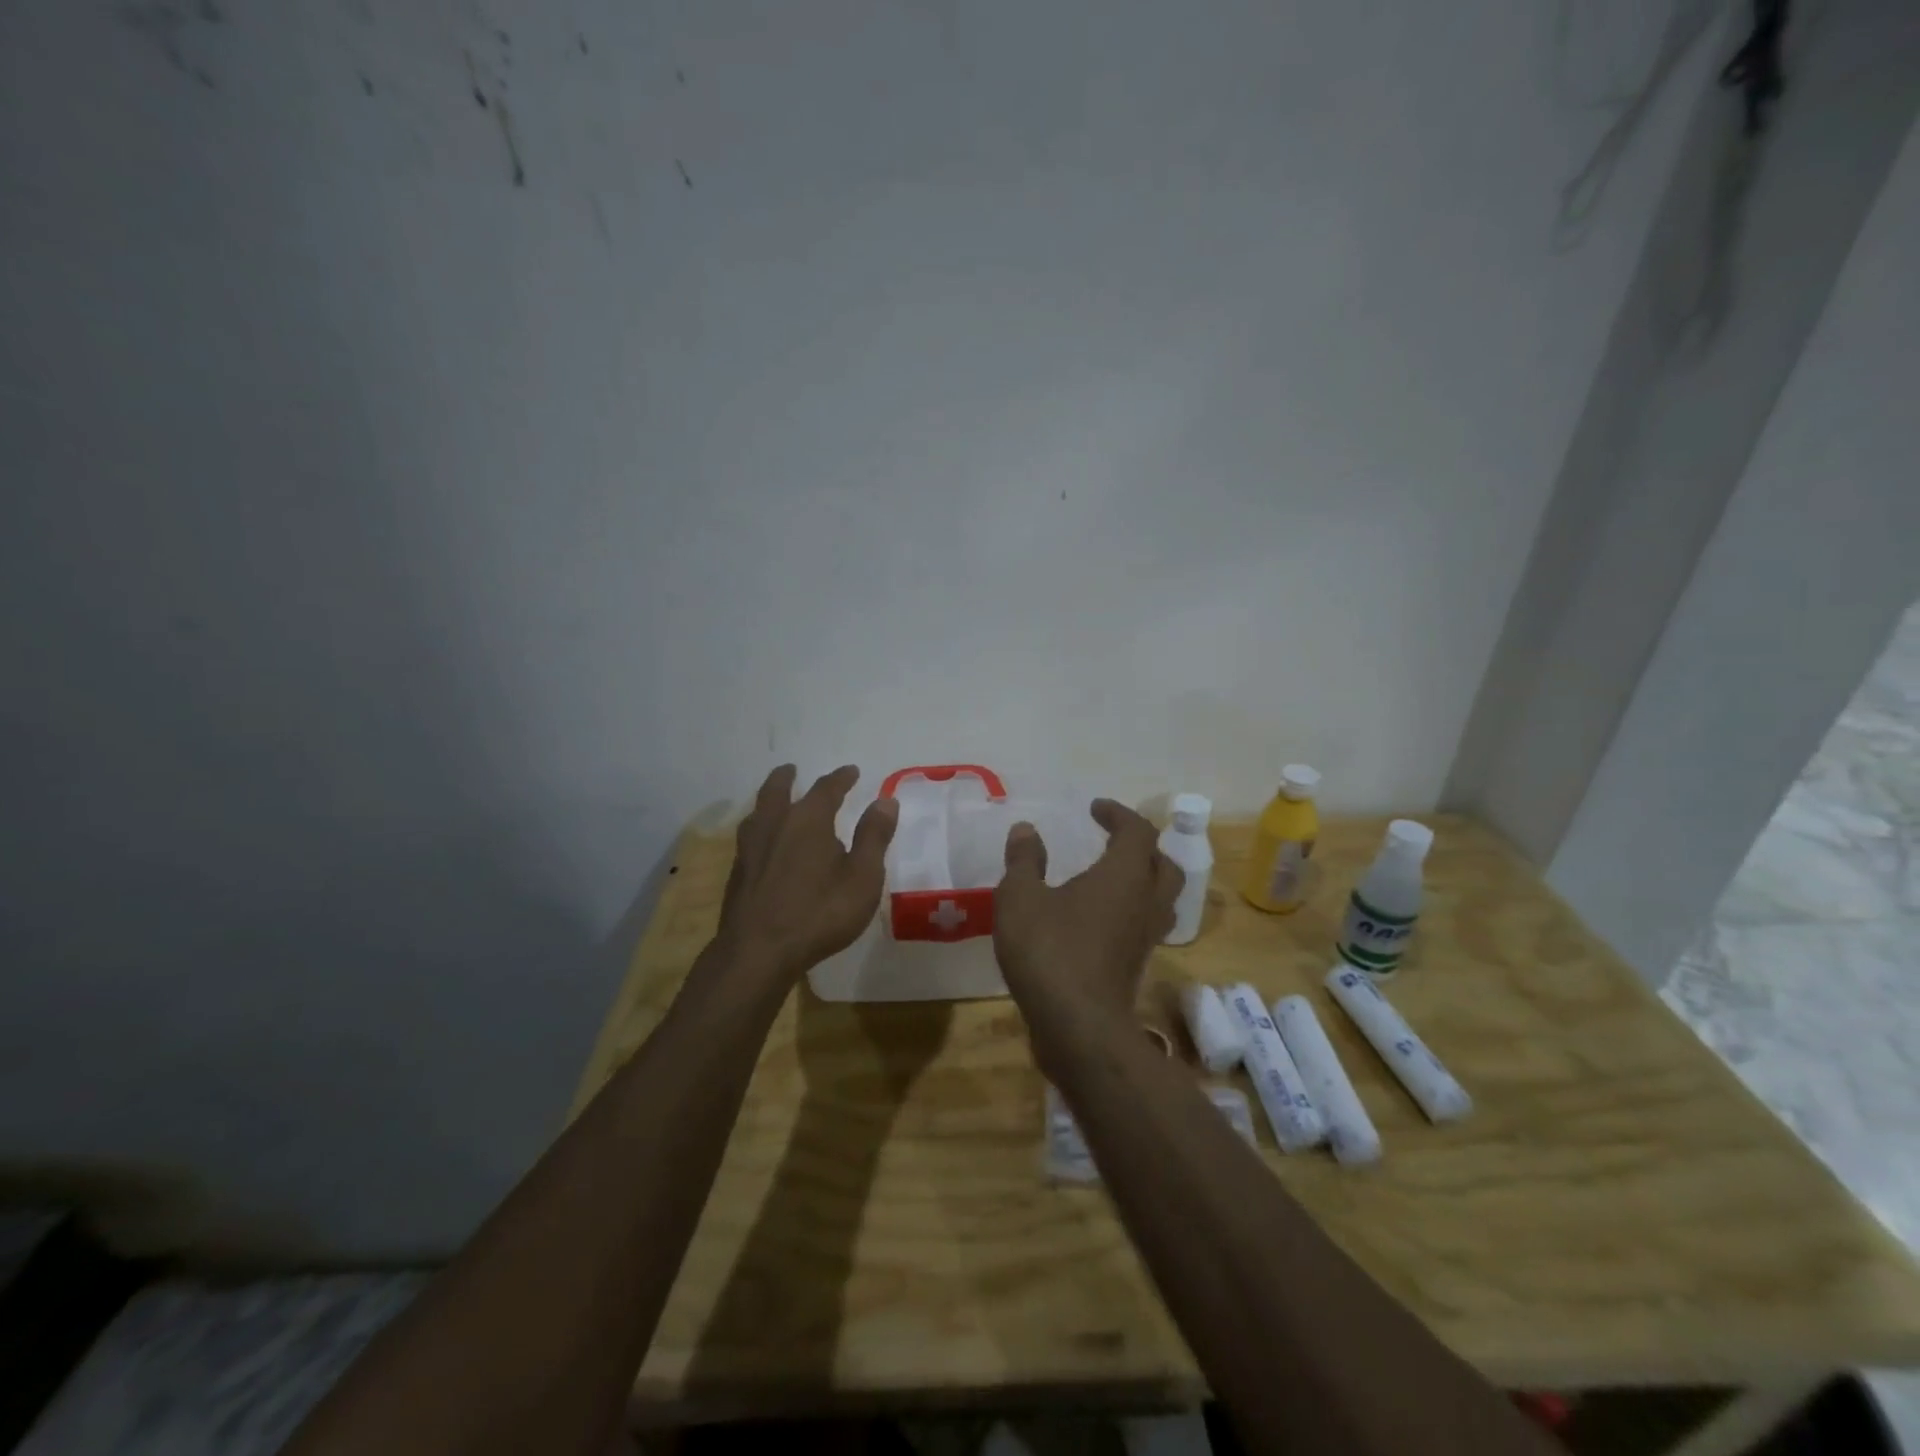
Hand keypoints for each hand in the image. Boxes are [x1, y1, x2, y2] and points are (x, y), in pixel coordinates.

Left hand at [716, 764, 898, 979]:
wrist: (758, 952)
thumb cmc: (819, 912)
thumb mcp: (862, 877)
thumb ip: (874, 836)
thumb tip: (885, 801)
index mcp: (808, 819)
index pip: (826, 788)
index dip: (841, 778)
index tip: (851, 771)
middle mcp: (775, 824)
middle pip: (777, 790)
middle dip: (787, 778)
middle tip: (792, 769)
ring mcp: (750, 848)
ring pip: (758, 812)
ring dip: (769, 800)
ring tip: (774, 801)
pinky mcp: (738, 873)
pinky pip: (749, 837)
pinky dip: (760, 828)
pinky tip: (764, 844)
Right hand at [993, 799, 1182, 1016]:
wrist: (1078, 1026)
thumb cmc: (1049, 951)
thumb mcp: (1020, 898)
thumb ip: (1024, 861)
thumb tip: (1025, 830)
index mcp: (1124, 875)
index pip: (1137, 831)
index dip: (1119, 815)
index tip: (1095, 809)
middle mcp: (1145, 901)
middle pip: (1164, 864)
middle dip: (1142, 846)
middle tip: (1114, 841)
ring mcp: (1145, 937)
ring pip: (1162, 898)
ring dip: (1145, 879)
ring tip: (1114, 876)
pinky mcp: (1137, 965)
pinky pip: (1146, 925)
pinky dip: (1131, 910)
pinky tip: (1101, 917)